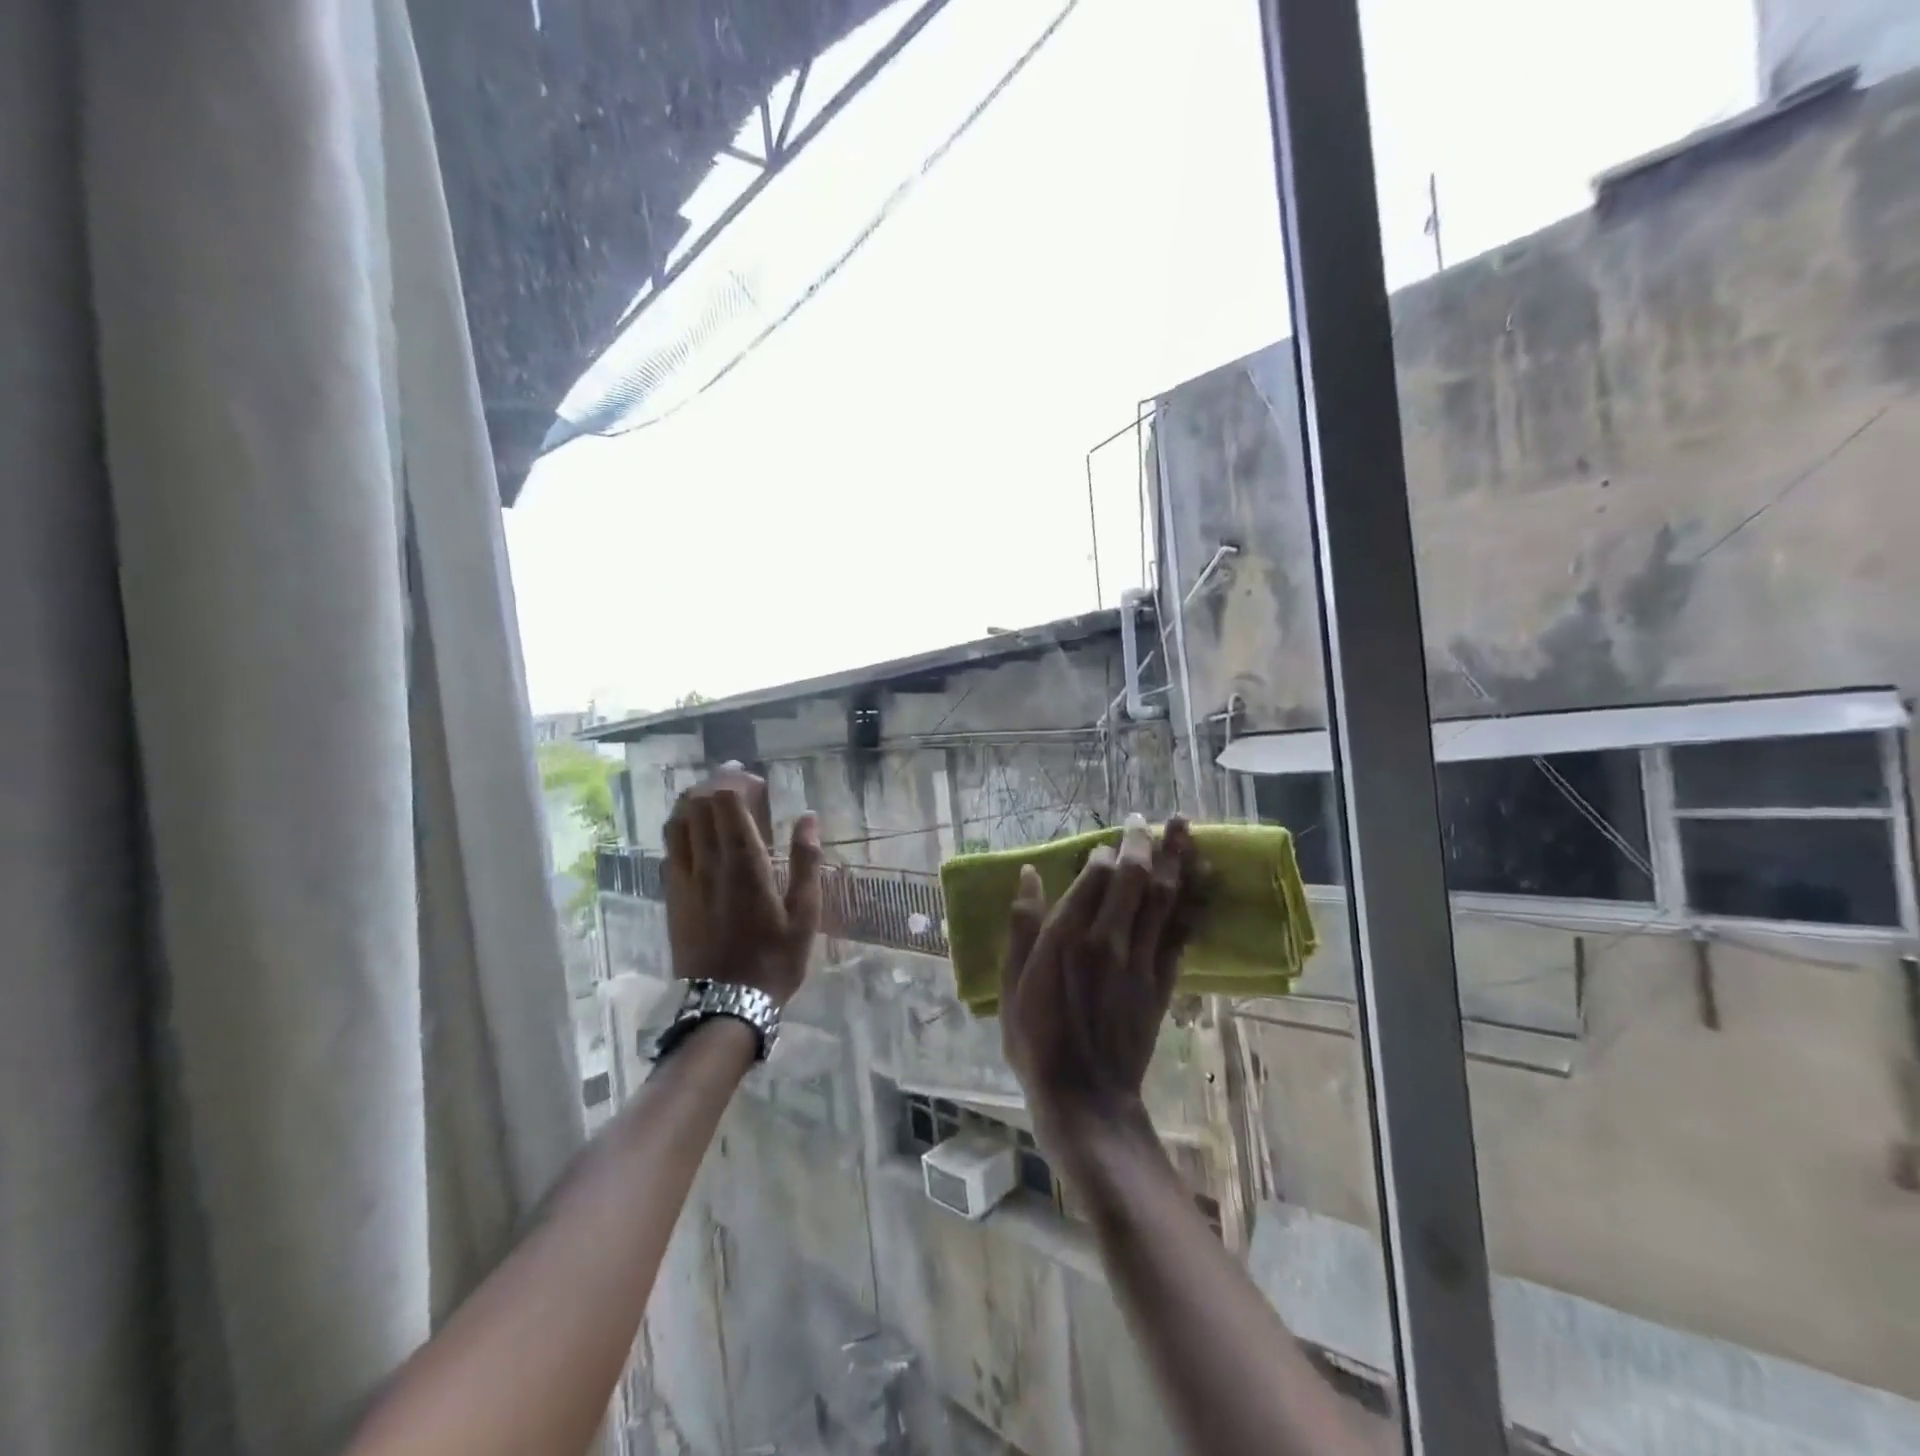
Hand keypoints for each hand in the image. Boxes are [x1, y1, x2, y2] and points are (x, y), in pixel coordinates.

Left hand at [663, 766, 822, 1007]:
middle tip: (737, 782)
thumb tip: (808, 818)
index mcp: (743, 863)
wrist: (726, 1004)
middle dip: (715, 783)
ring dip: (693, 801)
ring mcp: (684, 879)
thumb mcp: (804, 913)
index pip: (726, 802)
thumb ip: (805, 862)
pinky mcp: (672, 895)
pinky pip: (669, 848)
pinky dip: (681, 827)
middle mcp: (708, 863)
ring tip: (713, 798)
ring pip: (677, 823)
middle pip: (698, 805)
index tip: (756, 781)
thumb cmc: (774, 959)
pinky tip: (696, 831)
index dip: (736, 781)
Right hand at [1000, 815, 1201, 1155]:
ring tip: (1184, 828)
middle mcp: (1108, 938)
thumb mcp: (1013, 983)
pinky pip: (1182, 931)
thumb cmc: (1037, 1040)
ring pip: (1164, 897)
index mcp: (1067, 936)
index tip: (1105, 845)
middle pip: (1134, 877)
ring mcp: (1141, 959)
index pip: (1094, 877)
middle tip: (1145, 819)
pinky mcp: (1163, 981)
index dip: (1103, 854)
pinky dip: (1193, 901)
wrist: (1086, 1097)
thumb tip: (1027, 874)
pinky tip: (1201, 878)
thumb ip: (1022, 925)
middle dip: (1142, 842)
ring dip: (1176, 859)